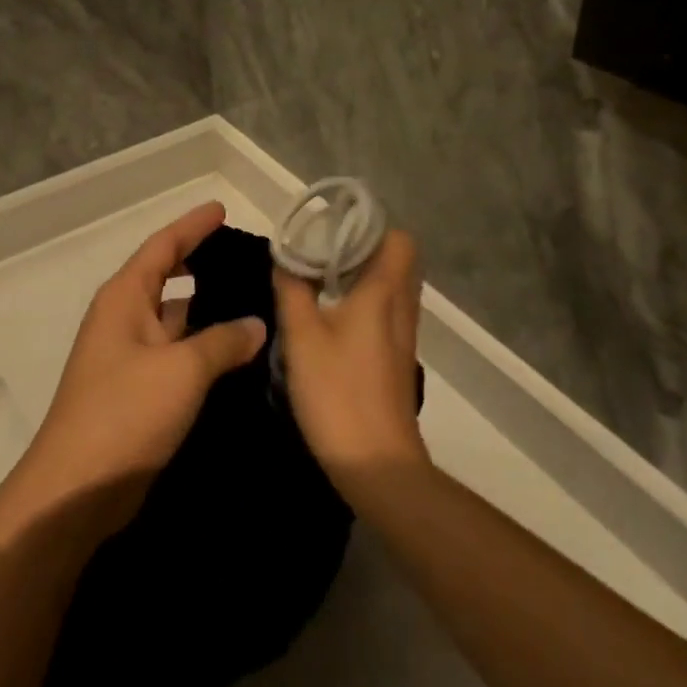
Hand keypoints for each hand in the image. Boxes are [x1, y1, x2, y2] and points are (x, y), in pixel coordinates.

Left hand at [10, 202, 265, 534]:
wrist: (77, 489)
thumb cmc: (125, 413)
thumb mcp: (181, 370)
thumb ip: (223, 341)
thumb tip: (255, 324)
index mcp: (124, 298)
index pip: (163, 246)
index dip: (193, 226)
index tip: (222, 209)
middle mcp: (124, 319)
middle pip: (167, 277)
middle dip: (201, 263)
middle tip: (246, 258)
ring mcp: (129, 356)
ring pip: (174, 318)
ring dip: (207, 310)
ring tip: (254, 301)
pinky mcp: (138, 390)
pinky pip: (177, 354)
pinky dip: (204, 347)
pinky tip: (238, 353)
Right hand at [275, 231, 429, 487]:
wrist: (376, 462)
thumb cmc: (338, 391)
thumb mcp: (301, 335)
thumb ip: (292, 289)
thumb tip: (285, 256)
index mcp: (383, 292)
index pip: (397, 238)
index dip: (369, 224)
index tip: (332, 224)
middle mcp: (401, 307)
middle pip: (396, 259)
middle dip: (361, 246)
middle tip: (321, 248)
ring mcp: (402, 335)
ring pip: (391, 286)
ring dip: (362, 274)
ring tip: (320, 277)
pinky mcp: (396, 358)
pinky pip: (386, 311)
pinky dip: (364, 300)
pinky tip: (331, 315)